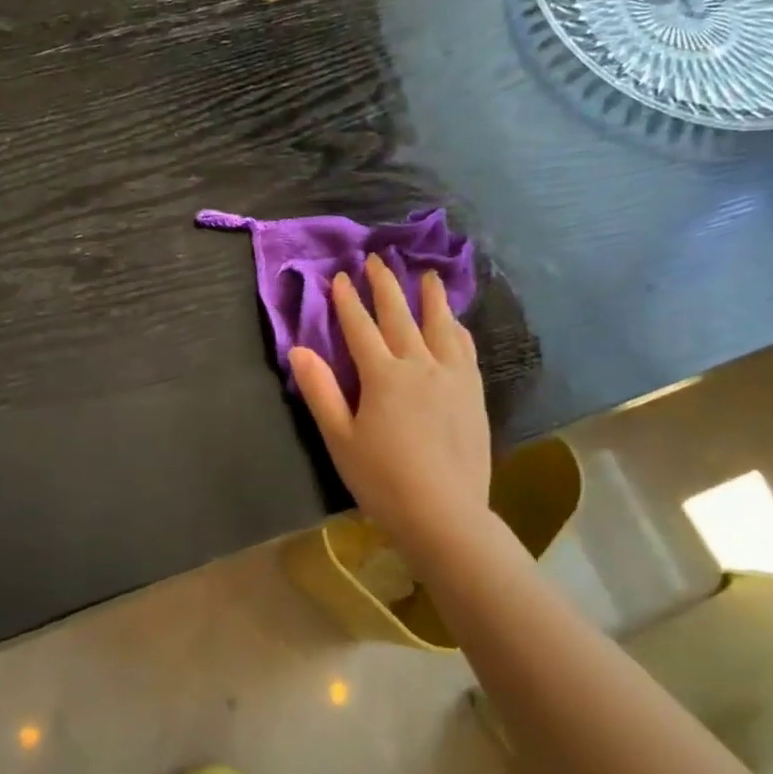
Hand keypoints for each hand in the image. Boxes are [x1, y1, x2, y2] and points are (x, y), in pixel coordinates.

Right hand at [288, 254, 491, 555]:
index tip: (341, 277)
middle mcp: (420, 365)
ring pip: (440, 325)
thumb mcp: (340, 439)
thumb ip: (321, 391)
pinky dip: (456, 327)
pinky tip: (455, 322)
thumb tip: (299, 350)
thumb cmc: (383, 480)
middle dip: (385, 286)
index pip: (360, 328)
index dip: (347, 301)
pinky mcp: (473, 392)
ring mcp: (452, 376)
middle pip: (400, 316)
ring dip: (430, 297)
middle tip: (378, 259)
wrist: (444, 513)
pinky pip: (464, 348)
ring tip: (427, 275)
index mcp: (383, 376)